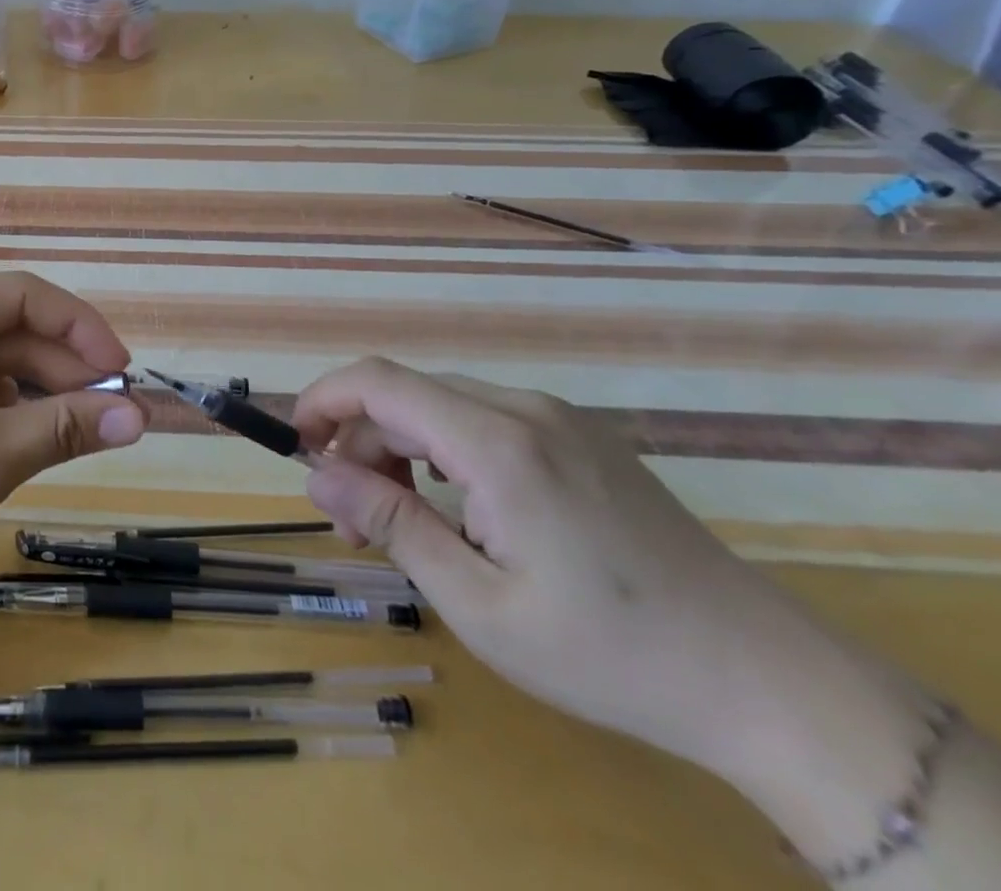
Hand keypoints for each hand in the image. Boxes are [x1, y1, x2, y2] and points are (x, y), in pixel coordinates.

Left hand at [0, 272, 142, 626]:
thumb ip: (66, 427)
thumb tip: (140, 415)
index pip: (19, 294)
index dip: (80, 327)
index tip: (124, 371)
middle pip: (6, 328)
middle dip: (62, 368)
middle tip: (115, 413)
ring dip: (36, 393)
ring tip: (78, 431)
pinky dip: (4, 412)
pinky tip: (20, 444)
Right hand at [293, 359, 931, 810]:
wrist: (766, 680)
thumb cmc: (609, 654)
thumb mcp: (479, 603)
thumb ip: (391, 524)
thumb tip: (317, 474)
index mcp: (497, 443)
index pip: (379, 382)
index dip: (322, 400)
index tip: (296, 447)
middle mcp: (523, 409)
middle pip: (405, 395)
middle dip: (360, 444)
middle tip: (353, 523)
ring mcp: (558, 419)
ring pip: (441, 406)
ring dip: (400, 451)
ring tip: (402, 523)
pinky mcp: (579, 437)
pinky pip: (483, 420)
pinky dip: (443, 452)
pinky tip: (458, 509)